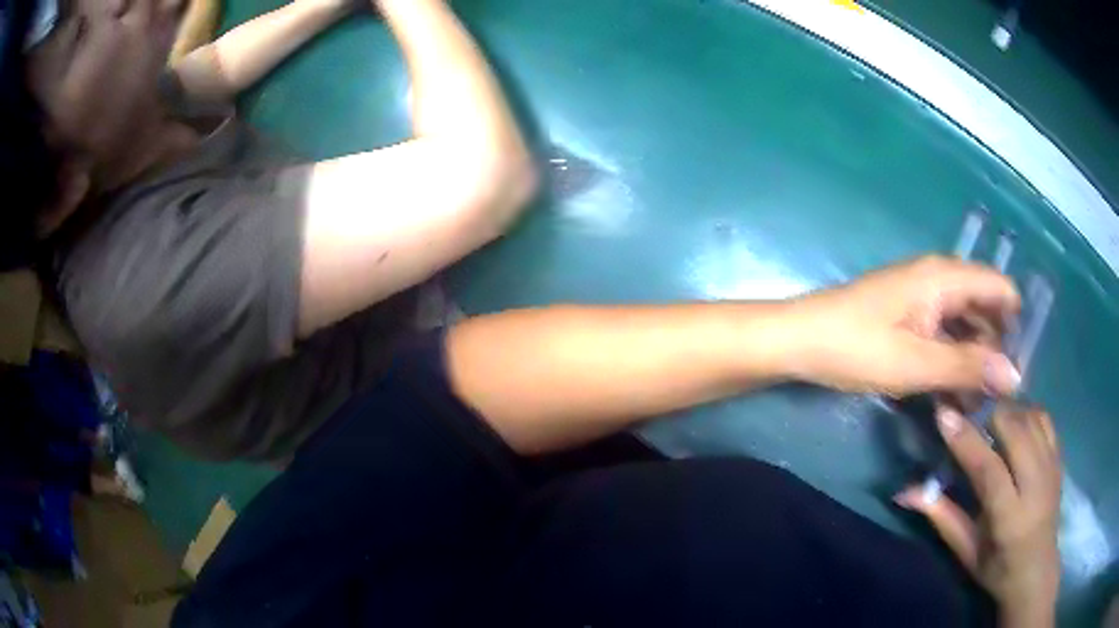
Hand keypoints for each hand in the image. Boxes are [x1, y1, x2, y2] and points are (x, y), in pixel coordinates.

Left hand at [788, 255, 1021, 397]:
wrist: (800, 342)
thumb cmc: (858, 348)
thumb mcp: (918, 363)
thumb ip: (968, 367)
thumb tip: (1015, 374)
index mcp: (945, 278)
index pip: (998, 286)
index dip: (1015, 321)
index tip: (1021, 364)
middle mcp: (938, 279)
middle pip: (984, 307)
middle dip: (995, 347)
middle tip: (998, 395)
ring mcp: (922, 297)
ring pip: (964, 324)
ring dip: (973, 359)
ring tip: (977, 403)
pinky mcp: (908, 316)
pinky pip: (943, 333)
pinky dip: (953, 359)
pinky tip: (953, 394)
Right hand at [896, 403, 1061, 627]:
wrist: (1037, 569)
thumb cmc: (996, 568)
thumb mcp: (966, 552)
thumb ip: (942, 517)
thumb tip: (906, 492)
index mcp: (1009, 518)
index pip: (989, 469)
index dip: (966, 440)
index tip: (944, 414)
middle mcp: (1035, 485)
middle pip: (1015, 430)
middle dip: (989, 413)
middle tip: (966, 410)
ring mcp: (1051, 466)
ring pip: (1030, 417)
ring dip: (1007, 410)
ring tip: (987, 415)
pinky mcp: (1059, 456)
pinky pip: (1044, 418)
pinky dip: (1026, 412)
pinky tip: (1014, 421)